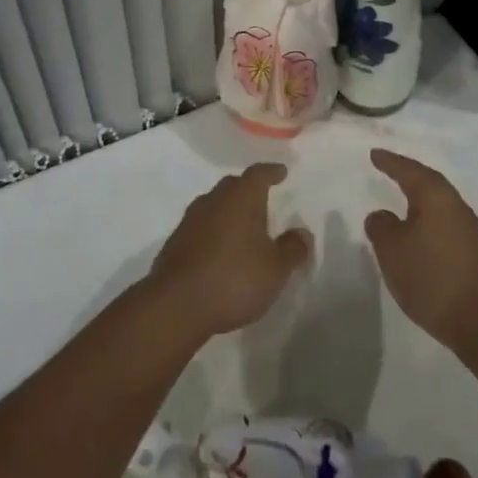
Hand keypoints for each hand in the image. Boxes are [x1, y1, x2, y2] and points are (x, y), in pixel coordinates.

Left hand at [146, 163, 311, 339]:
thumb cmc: (234, 278)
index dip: (272, 172)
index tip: (281, 172)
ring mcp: (190, 221)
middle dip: (248, 189)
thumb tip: (302, 233)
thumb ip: (292, 249)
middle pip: (233, 186)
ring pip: (215, 205)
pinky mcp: (175, 243)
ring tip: (243, 226)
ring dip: (229, 211)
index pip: (258, 174)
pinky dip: (214, 232)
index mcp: (241, 197)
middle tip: (263, 198)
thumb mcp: (275, 268)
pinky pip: (201, 227)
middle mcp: (214, 200)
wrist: (176, 305)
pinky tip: (220, 250)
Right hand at [365, 148, 477, 355]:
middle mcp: (456, 205)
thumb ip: (381, 227)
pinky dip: (428, 221)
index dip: (390, 162)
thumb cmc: (432, 277)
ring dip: (419, 200)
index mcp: (435, 196)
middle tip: (389, 169)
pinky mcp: (475, 252)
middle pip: (429, 183)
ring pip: (439, 204)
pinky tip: (419, 235)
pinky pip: (445, 223)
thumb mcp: (392, 251)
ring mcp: (469, 229)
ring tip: (401, 200)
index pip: (409, 170)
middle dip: (408, 175)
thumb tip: (381, 215)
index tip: (374, 154)